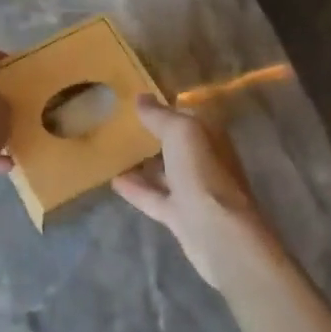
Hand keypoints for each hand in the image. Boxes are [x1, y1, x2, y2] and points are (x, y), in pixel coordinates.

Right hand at [112, 97, 264, 287]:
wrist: (218, 233)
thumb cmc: (203, 175)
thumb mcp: (182, 133)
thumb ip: (160, 116)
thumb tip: (141, 98)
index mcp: (211, 137)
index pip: (186, 114)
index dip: (164, 106)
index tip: (135, 100)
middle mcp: (205, 161)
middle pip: (176, 143)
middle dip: (152, 134)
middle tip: (118, 124)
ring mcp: (193, 190)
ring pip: (165, 171)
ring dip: (143, 162)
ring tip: (113, 150)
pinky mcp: (180, 214)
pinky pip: (154, 196)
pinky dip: (136, 188)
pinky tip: (113, 180)